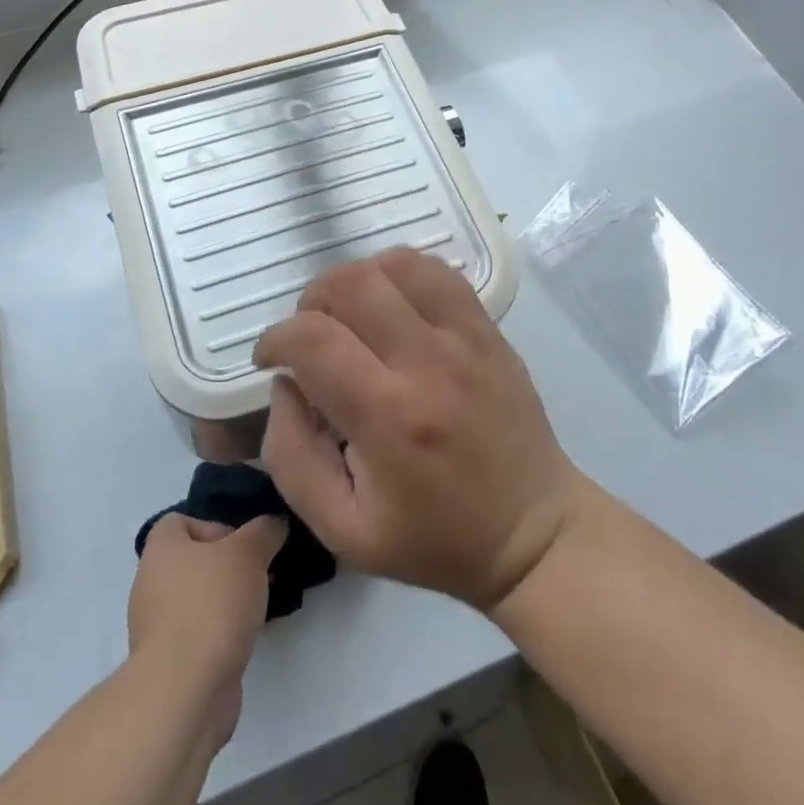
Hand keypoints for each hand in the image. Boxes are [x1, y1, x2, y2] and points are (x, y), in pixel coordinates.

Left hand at [127, 513, 285, 746]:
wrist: (186, 692)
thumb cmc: (211, 605)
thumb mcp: (248, 552)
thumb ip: (264, 531)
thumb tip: (274, 523)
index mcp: (160, 549)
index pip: (180, 521)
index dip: (214, 525)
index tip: (242, 542)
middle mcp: (152, 583)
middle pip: (194, 561)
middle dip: (229, 565)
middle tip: (259, 572)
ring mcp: (159, 627)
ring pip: (200, 599)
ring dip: (229, 600)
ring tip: (261, 604)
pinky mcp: (172, 663)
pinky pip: (201, 633)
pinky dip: (223, 632)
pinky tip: (248, 637)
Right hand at [253, 247, 583, 611]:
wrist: (532, 532)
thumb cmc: (434, 540)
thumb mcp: (342, 531)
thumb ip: (291, 457)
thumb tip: (285, 386)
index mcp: (388, 418)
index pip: (313, 338)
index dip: (276, 340)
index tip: (270, 361)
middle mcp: (427, 362)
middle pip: (351, 284)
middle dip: (311, 302)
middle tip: (310, 338)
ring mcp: (465, 337)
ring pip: (394, 264)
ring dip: (355, 281)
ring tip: (350, 317)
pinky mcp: (487, 329)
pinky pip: (436, 270)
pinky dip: (399, 274)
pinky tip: (391, 305)